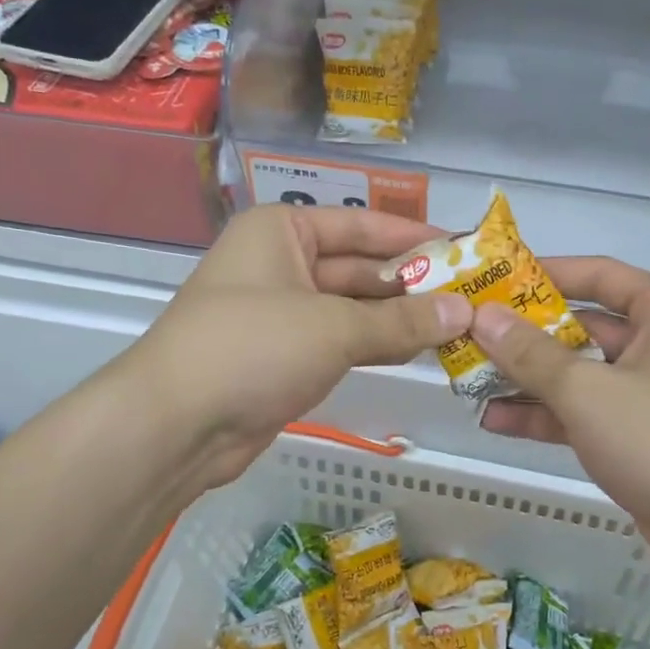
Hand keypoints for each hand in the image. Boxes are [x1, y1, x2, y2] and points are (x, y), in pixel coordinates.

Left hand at [124, 206, 468, 489]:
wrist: (177, 424)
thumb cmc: (254, 347)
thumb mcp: (335, 328)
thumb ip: (402, 321)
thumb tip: (465, 313)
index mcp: (283, 231)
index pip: (362, 224)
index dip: (413, 236)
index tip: (464, 248)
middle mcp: (281, 262)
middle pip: (359, 267)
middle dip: (411, 284)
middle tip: (472, 296)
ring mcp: (281, 312)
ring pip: (352, 308)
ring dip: (399, 318)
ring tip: (458, 325)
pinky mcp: (283, 356)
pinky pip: (340, 341)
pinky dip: (376, 345)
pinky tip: (419, 351)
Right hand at [473, 258, 649, 602]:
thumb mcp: (589, 392)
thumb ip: (531, 353)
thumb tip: (482, 316)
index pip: (596, 274)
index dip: (542, 273)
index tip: (490, 278)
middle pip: (580, 326)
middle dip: (523, 334)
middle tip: (465, 334)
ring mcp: (649, 393)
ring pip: (577, 373)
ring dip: (526, 378)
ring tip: (466, 378)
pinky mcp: (639, 437)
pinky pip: (584, 413)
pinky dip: (544, 416)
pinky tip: (493, 420)